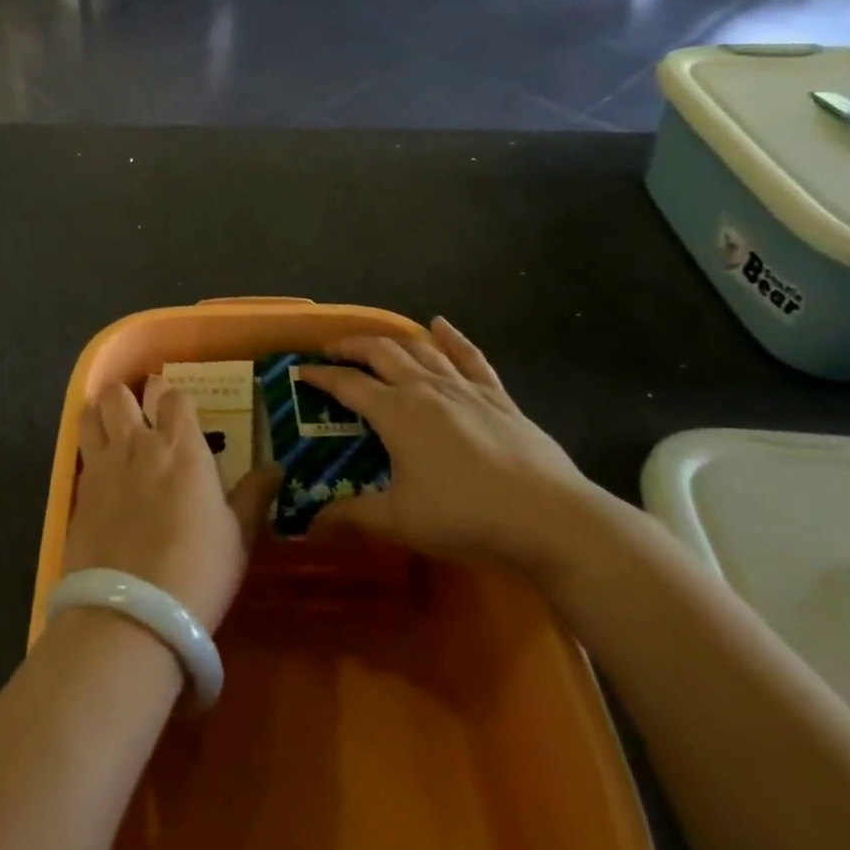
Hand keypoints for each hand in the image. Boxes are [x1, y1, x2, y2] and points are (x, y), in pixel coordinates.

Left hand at [65, 378, 281, 632]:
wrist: (132, 612)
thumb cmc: (198, 569)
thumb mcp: (237, 536)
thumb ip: (253, 496)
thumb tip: (275, 467)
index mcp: (180, 447)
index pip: (176, 397)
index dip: (178, 402)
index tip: (183, 416)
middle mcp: (137, 444)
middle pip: (120, 394)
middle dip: (128, 397)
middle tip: (139, 415)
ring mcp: (102, 465)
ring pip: (91, 415)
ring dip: (100, 415)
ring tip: (110, 429)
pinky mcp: (78, 492)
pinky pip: (81, 455)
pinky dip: (89, 454)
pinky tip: (99, 474)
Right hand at [299, 318, 603, 579]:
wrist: (549, 518)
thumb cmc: (466, 516)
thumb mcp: (401, 521)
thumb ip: (353, 517)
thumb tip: (312, 525)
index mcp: (396, 412)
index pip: (347, 384)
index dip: (320, 376)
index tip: (300, 372)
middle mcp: (425, 388)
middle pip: (380, 352)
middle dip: (351, 346)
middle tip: (332, 350)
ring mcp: (464, 387)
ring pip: (419, 348)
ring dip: (391, 340)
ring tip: (375, 342)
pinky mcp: (497, 396)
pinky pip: (469, 357)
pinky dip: (451, 338)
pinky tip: (441, 325)